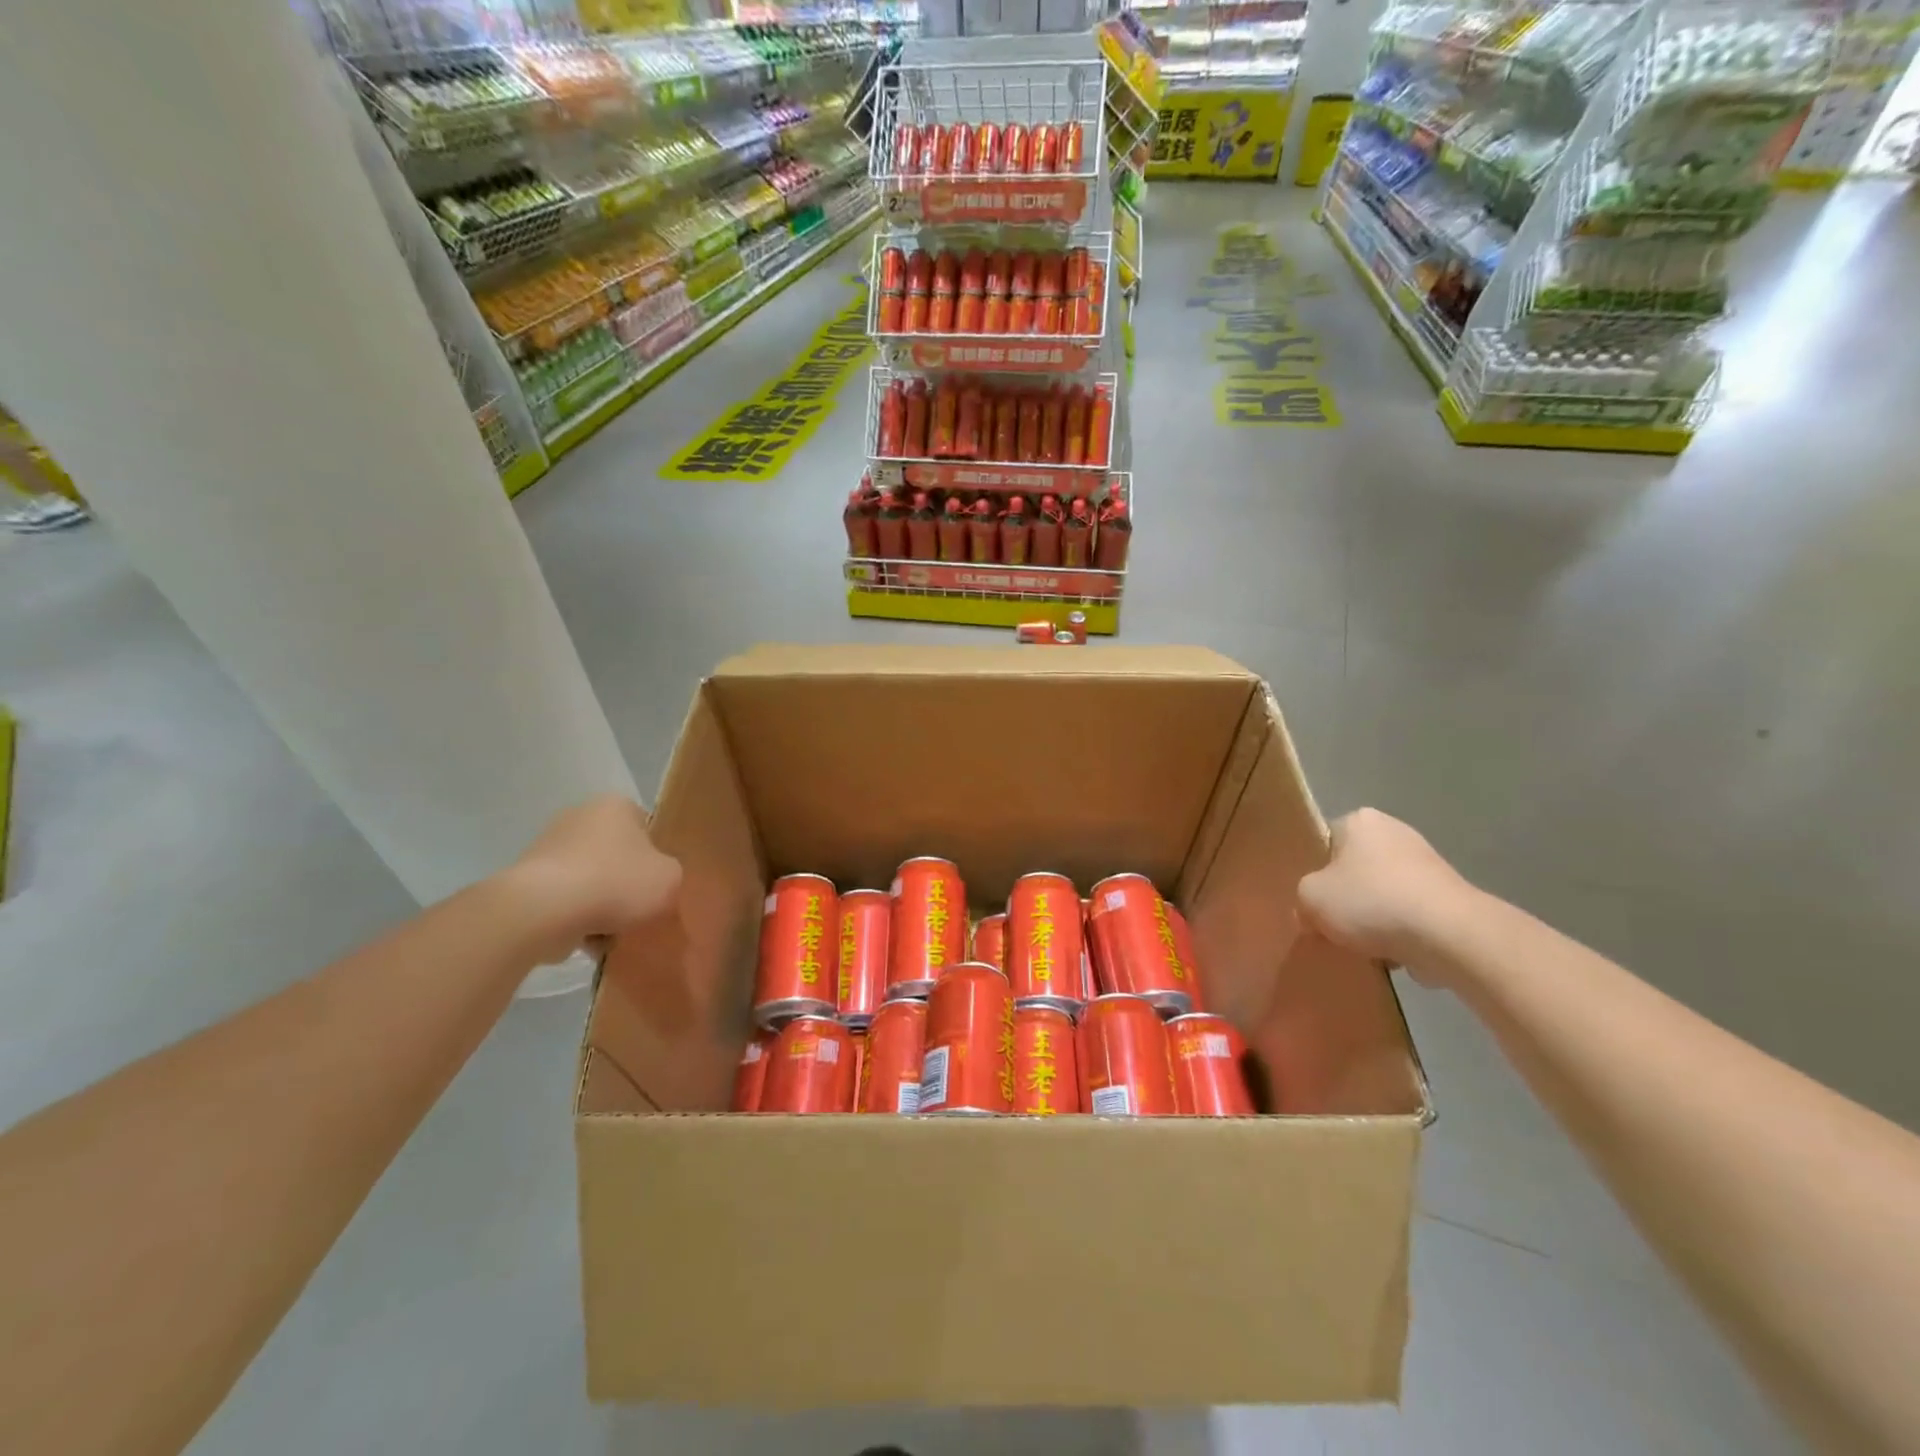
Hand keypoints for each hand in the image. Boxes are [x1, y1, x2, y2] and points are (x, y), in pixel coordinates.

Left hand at [507, 795, 681, 962]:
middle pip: (616, 855)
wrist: (543, 911)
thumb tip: (655, 881)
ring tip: (611, 934)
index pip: (646, 828)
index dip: (656, 859)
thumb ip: (671, 875)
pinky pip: (563, 900)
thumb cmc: (616, 883)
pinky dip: (574, 918)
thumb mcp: (671, 879)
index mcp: (616, 806)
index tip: (658, 885)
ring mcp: (548, 847)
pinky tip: (584, 940)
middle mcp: (580, 816)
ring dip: (600, 905)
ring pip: (590, 880)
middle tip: (638, 912)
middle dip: (625, 884)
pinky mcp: (525, 879)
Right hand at [1296, 809, 1476, 979]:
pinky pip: (1409, 914)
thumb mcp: (1310, 899)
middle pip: (1353, 870)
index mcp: (1359, 821)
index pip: (1324, 843)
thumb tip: (1311, 914)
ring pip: (1381, 895)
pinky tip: (1393, 954)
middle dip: (1345, 899)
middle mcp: (1394, 831)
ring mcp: (1427, 863)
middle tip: (1332, 926)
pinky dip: (1400, 933)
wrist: (1450, 936)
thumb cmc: (1371, 903)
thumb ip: (1302, 900)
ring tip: (1364, 946)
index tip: (1312, 901)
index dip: (1314, 874)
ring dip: (1372, 919)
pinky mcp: (1448, 896)